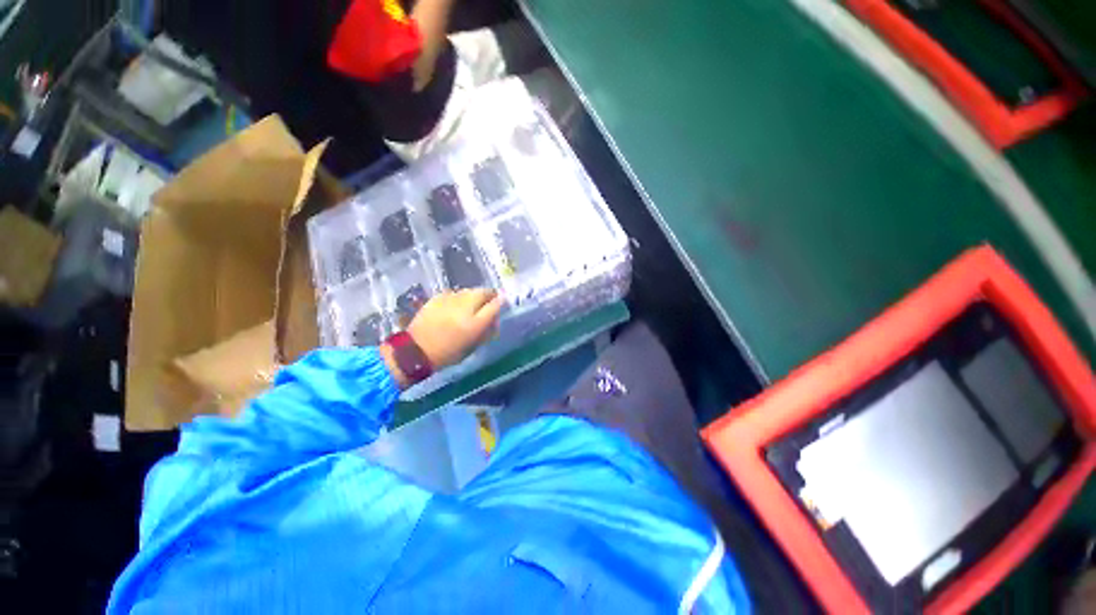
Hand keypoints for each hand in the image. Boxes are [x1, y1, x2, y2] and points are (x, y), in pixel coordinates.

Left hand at [408, 289, 503, 368]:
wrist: (416, 351)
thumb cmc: (448, 353)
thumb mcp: (473, 346)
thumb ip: (487, 331)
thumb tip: (496, 319)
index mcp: (475, 323)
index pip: (495, 305)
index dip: (501, 301)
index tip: (503, 300)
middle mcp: (465, 307)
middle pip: (483, 292)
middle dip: (489, 294)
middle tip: (490, 300)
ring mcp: (450, 300)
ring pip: (469, 291)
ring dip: (474, 295)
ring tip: (472, 304)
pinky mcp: (437, 297)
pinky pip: (454, 293)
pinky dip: (459, 297)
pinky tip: (455, 305)